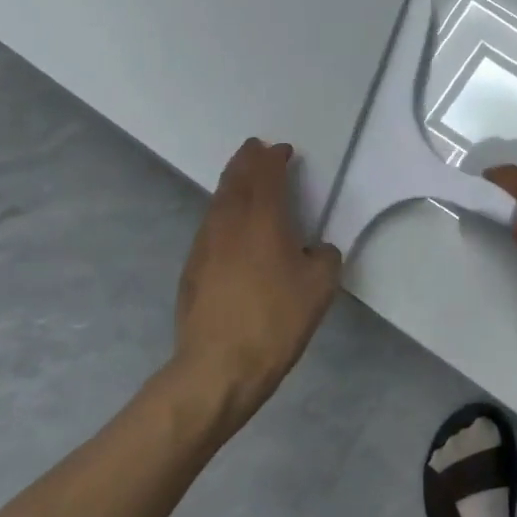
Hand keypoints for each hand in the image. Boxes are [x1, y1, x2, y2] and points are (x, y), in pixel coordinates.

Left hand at [173, 138, 341, 425]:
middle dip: (247, 161)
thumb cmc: (275, 320)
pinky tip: (231, 228)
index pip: (266, 174)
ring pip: (218, 202)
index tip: (283, 151)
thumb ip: (325, 258)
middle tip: (256, 150)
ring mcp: (204, 245)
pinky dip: (223, 213)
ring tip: (243, 181)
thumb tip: (316, 251)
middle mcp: (228, 222)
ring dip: (232, 185)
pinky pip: (210, 226)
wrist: (218, 366)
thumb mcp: (320, 287)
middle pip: (235, 179)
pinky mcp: (192, 269)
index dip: (274, 158)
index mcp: (262, 219)